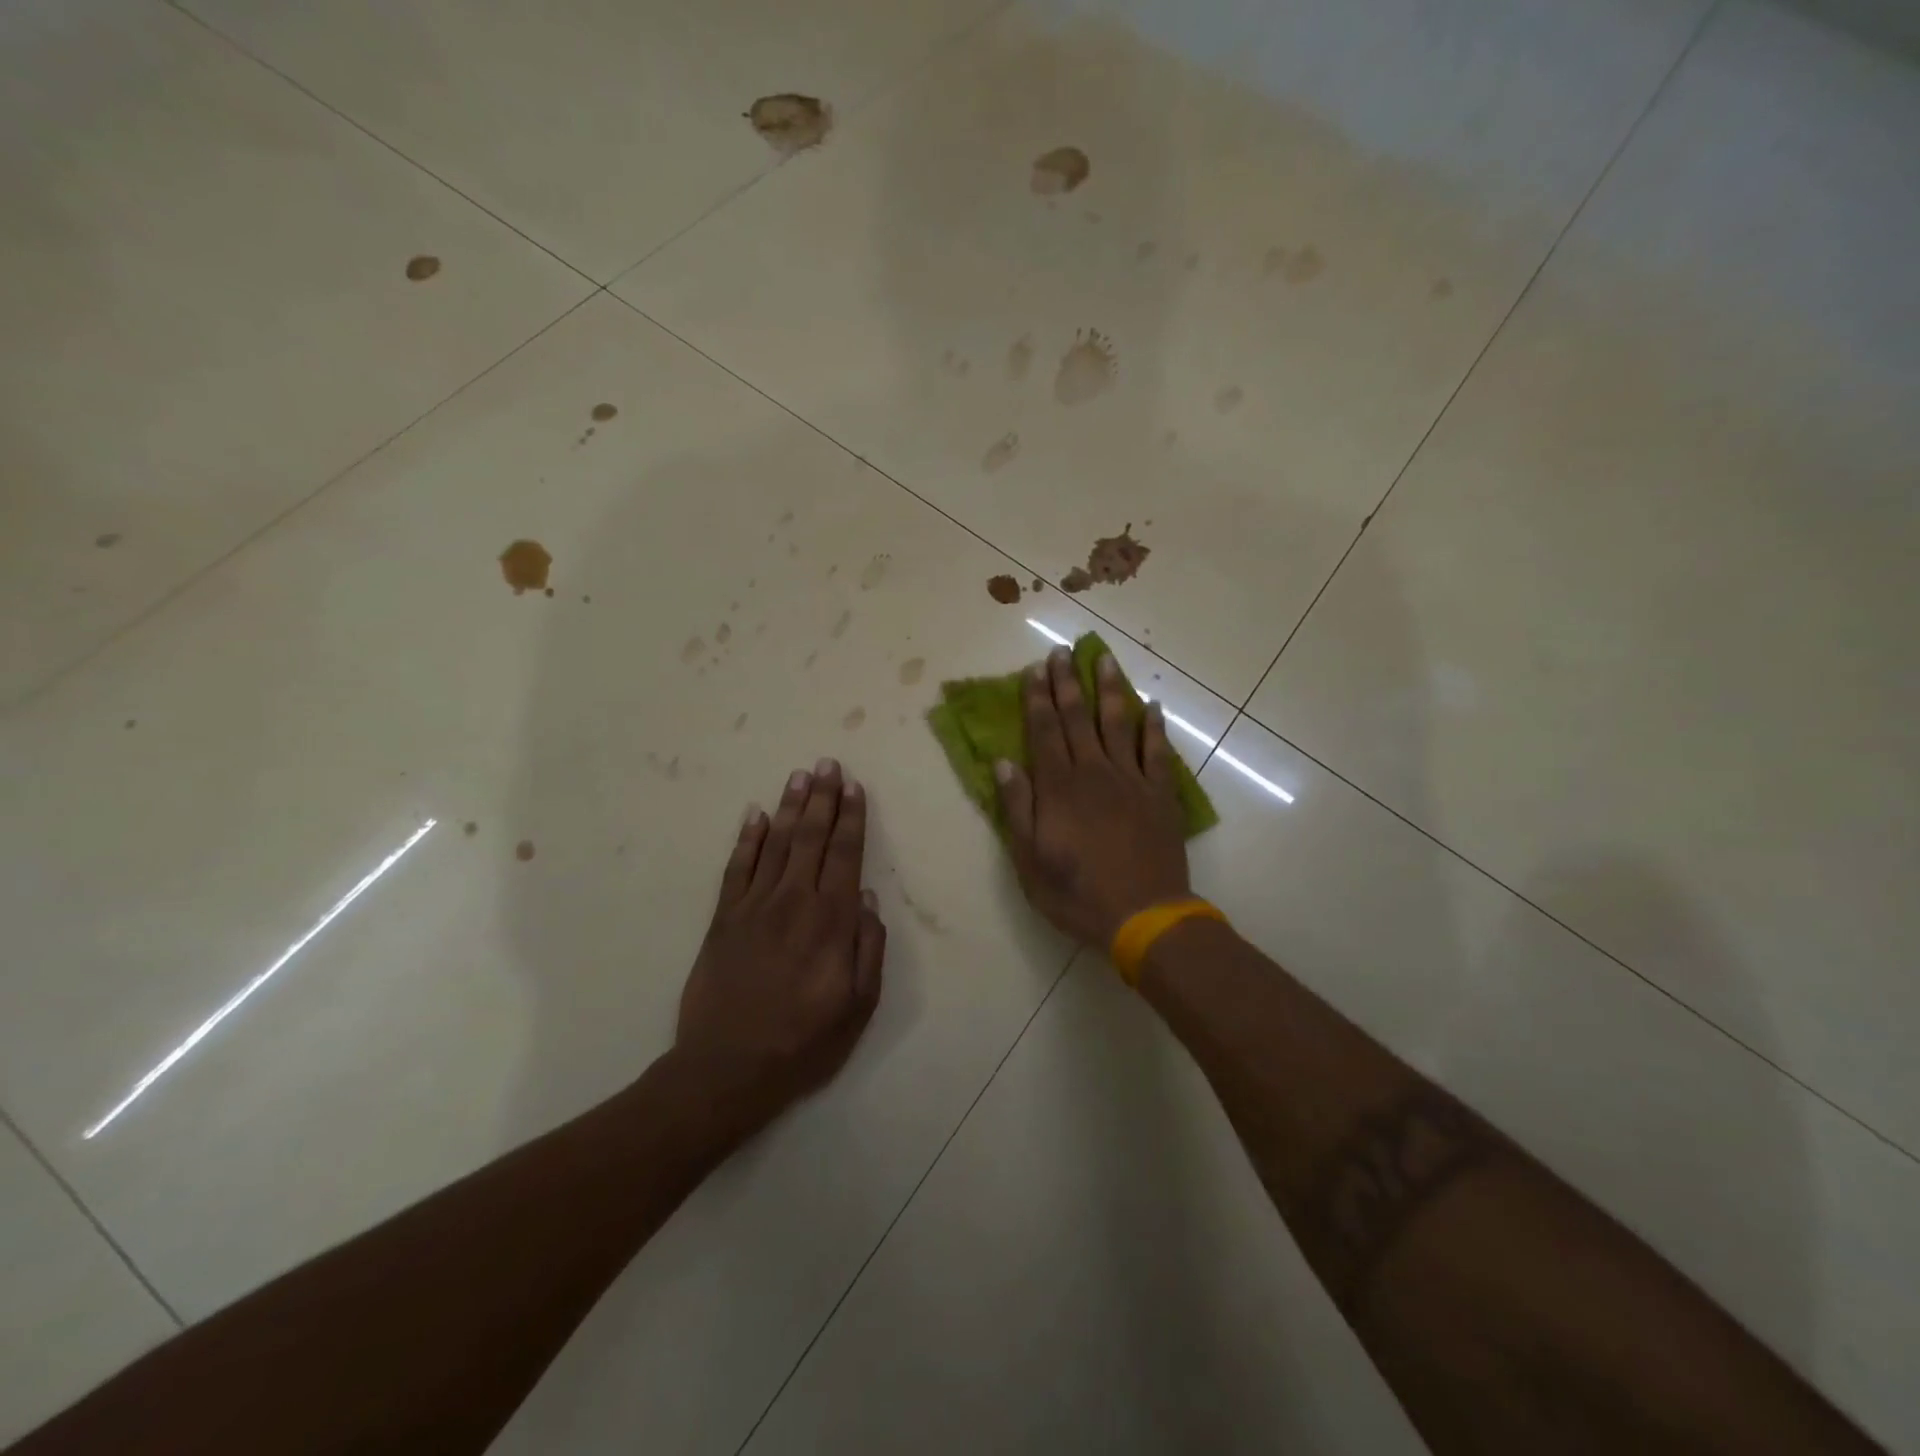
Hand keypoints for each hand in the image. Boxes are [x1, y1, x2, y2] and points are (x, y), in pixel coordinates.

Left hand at [675, 759, 884, 1127]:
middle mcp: (793, 901)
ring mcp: (753, 906)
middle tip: (828, 763)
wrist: (727, 1068)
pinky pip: (736, 868)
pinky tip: (754, 815)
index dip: (851, 818)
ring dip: (789, 806)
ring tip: (799, 776)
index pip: (845, 854)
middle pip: (811, 837)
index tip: (854, 787)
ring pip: (775, 843)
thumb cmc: (803, 1041)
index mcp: (830, 920)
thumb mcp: (858, 1005)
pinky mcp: (722, 918)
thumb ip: (869, 947)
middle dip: (823, 798)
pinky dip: (746, 838)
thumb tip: (866, 897)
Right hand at [995, 647, 1190, 947]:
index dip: (1037, 697)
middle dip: (1067, 683)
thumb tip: (1004, 762)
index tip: (1034, 668)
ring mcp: (1131, 781)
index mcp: (1059, 787)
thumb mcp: (1030, 860)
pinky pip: (1158, 752)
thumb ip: (1017, 808)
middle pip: (1077, 719)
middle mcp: (1094, 772)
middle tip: (1062, 651)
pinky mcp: (1160, 795)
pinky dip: (1155, 727)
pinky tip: (1153, 706)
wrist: (1143, 916)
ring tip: (1104, 659)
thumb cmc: (1077, 893)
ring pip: (1118, 724)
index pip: (1044, 731)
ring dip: (1110, 690)